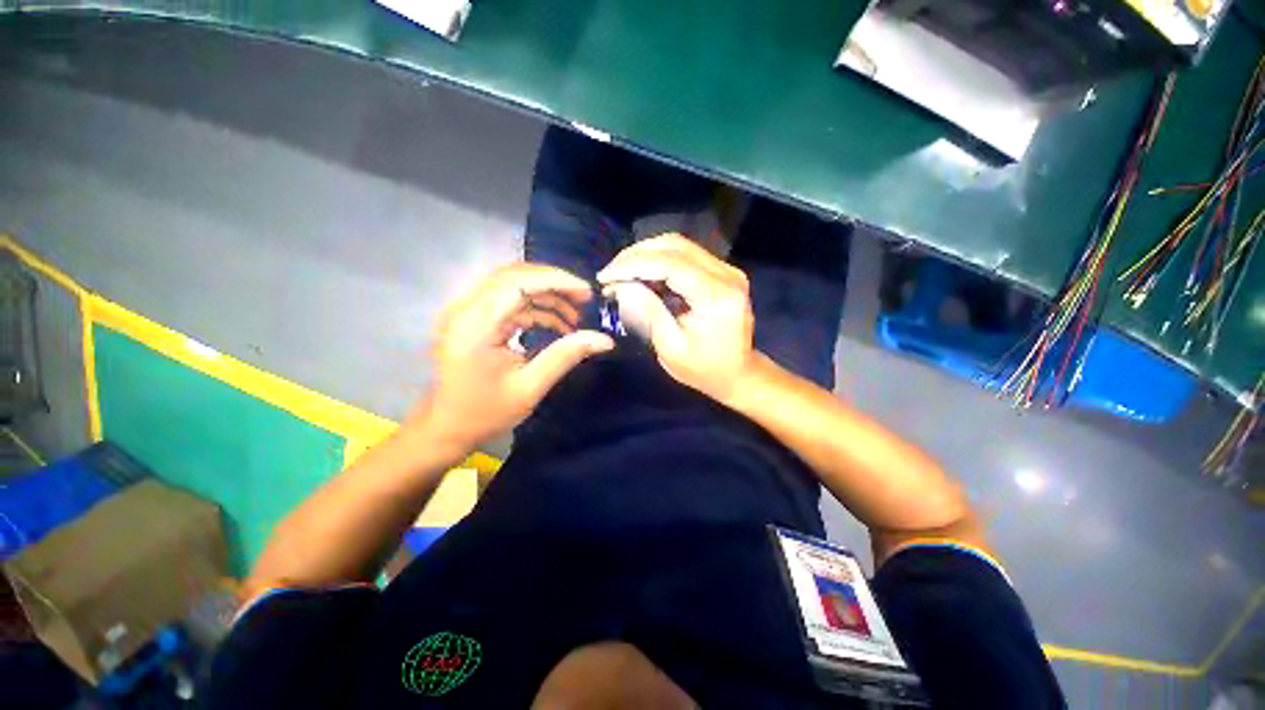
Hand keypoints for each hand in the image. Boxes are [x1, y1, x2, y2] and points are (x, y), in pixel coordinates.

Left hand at [417, 263, 613, 451]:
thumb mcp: (530, 387)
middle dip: (554, 283)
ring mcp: (465, 311)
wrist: (446, 428)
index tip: (587, 293)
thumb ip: (566, 356)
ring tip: (574, 317)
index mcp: (475, 325)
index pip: (518, 282)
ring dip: (546, 295)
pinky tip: (556, 325)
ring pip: (511, 284)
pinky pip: (507, 299)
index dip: (556, 280)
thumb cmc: (485, 413)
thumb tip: (604, 340)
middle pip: (514, 275)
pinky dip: (534, 307)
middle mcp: (465, 309)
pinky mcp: (471, 318)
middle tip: (584, 300)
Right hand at [597, 234, 754, 401]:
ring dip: (645, 255)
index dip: (633, 265)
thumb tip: (622, 284)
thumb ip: (648, 311)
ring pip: (679, 245)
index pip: (670, 264)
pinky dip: (658, 261)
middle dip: (636, 255)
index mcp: (716, 296)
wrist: (739, 374)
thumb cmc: (704, 370)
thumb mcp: (671, 348)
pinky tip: (641, 275)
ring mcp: (727, 270)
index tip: (605, 276)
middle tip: (610, 273)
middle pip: (675, 246)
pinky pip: (685, 255)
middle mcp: (727, 274)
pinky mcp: (721, 272)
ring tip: (620, 273)